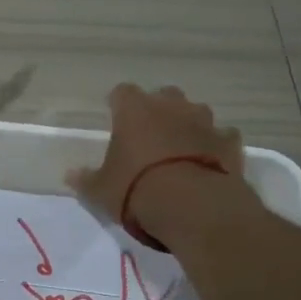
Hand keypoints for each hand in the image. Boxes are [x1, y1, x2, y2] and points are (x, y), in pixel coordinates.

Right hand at [66, 84, 259, 244]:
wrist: (194, 207)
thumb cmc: (136, 190)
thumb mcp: (100, 190)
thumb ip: (86, 179)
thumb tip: (70, 175)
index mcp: (134, 110)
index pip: (121, 92)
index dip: (118, 104)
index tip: (115, 118)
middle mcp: (170, 106)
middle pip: (164, 95)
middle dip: (159, 110)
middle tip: (150, 135)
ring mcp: (204, 122)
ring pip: (196, 112)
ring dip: (189, 125)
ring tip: (181, 150)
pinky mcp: (230, 142)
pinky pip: (222, 137)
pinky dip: (216, 146)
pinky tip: (210, 163)